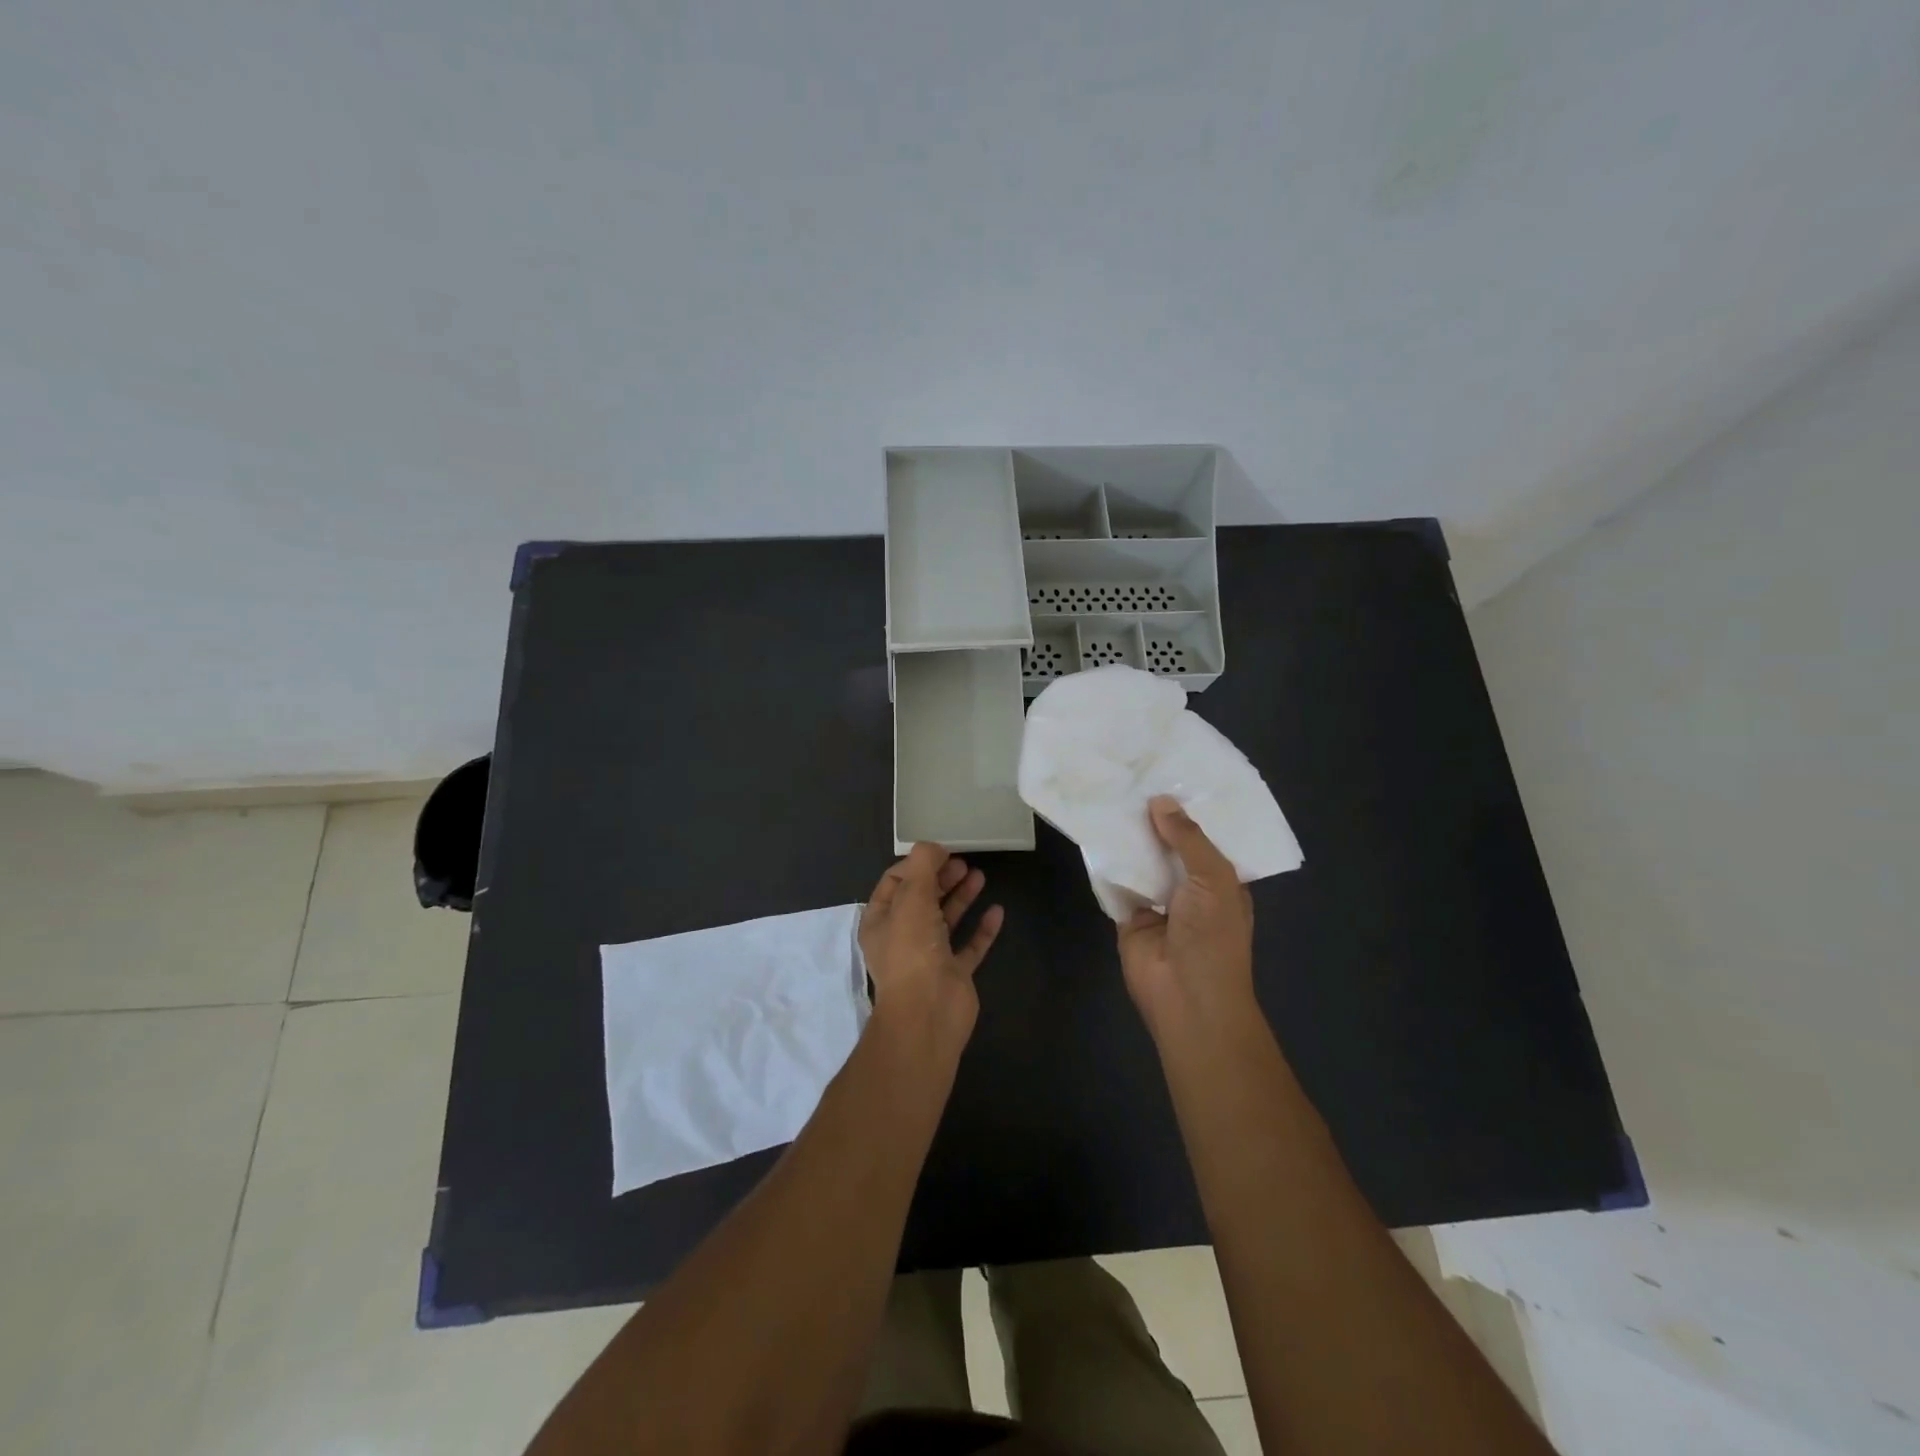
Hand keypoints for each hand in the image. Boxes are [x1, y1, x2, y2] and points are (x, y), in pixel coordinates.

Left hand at [859, 844, 1004, 1039]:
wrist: (929, 1013)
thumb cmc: (912, 950)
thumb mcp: (911, 898)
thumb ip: (922, 866)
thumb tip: (932, 847)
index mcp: (881, 921)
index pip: (895, 882)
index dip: (916, 864)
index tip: (941, 852)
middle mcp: (903, 937)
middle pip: (923, 899)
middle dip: (941, 878)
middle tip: (963, 862)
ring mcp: (930, 957)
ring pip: (947, 919)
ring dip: (962, 897)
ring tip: (980, 876)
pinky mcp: (955, 973)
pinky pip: (970, 945)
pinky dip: (982, 928)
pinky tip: (997, 911)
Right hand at [1117, 797, 1255, 1034]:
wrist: (1186, 996)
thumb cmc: (1213, 937)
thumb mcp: (1213, 879)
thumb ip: (1188, 839)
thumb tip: (1159, 801)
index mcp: (1221, 881)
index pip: (1206, 838)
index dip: (1190, 811)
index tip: (1171, 774)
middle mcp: (1189, 888)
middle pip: (1170, 847)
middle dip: (1155, 819)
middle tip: (1132, 776)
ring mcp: (1157, 902)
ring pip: (1141, 862)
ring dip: (1129, 838)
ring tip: (1109, 794)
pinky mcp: (1128, 915)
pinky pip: (1116, 883)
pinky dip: (1106, 862)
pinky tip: (1093, 830)